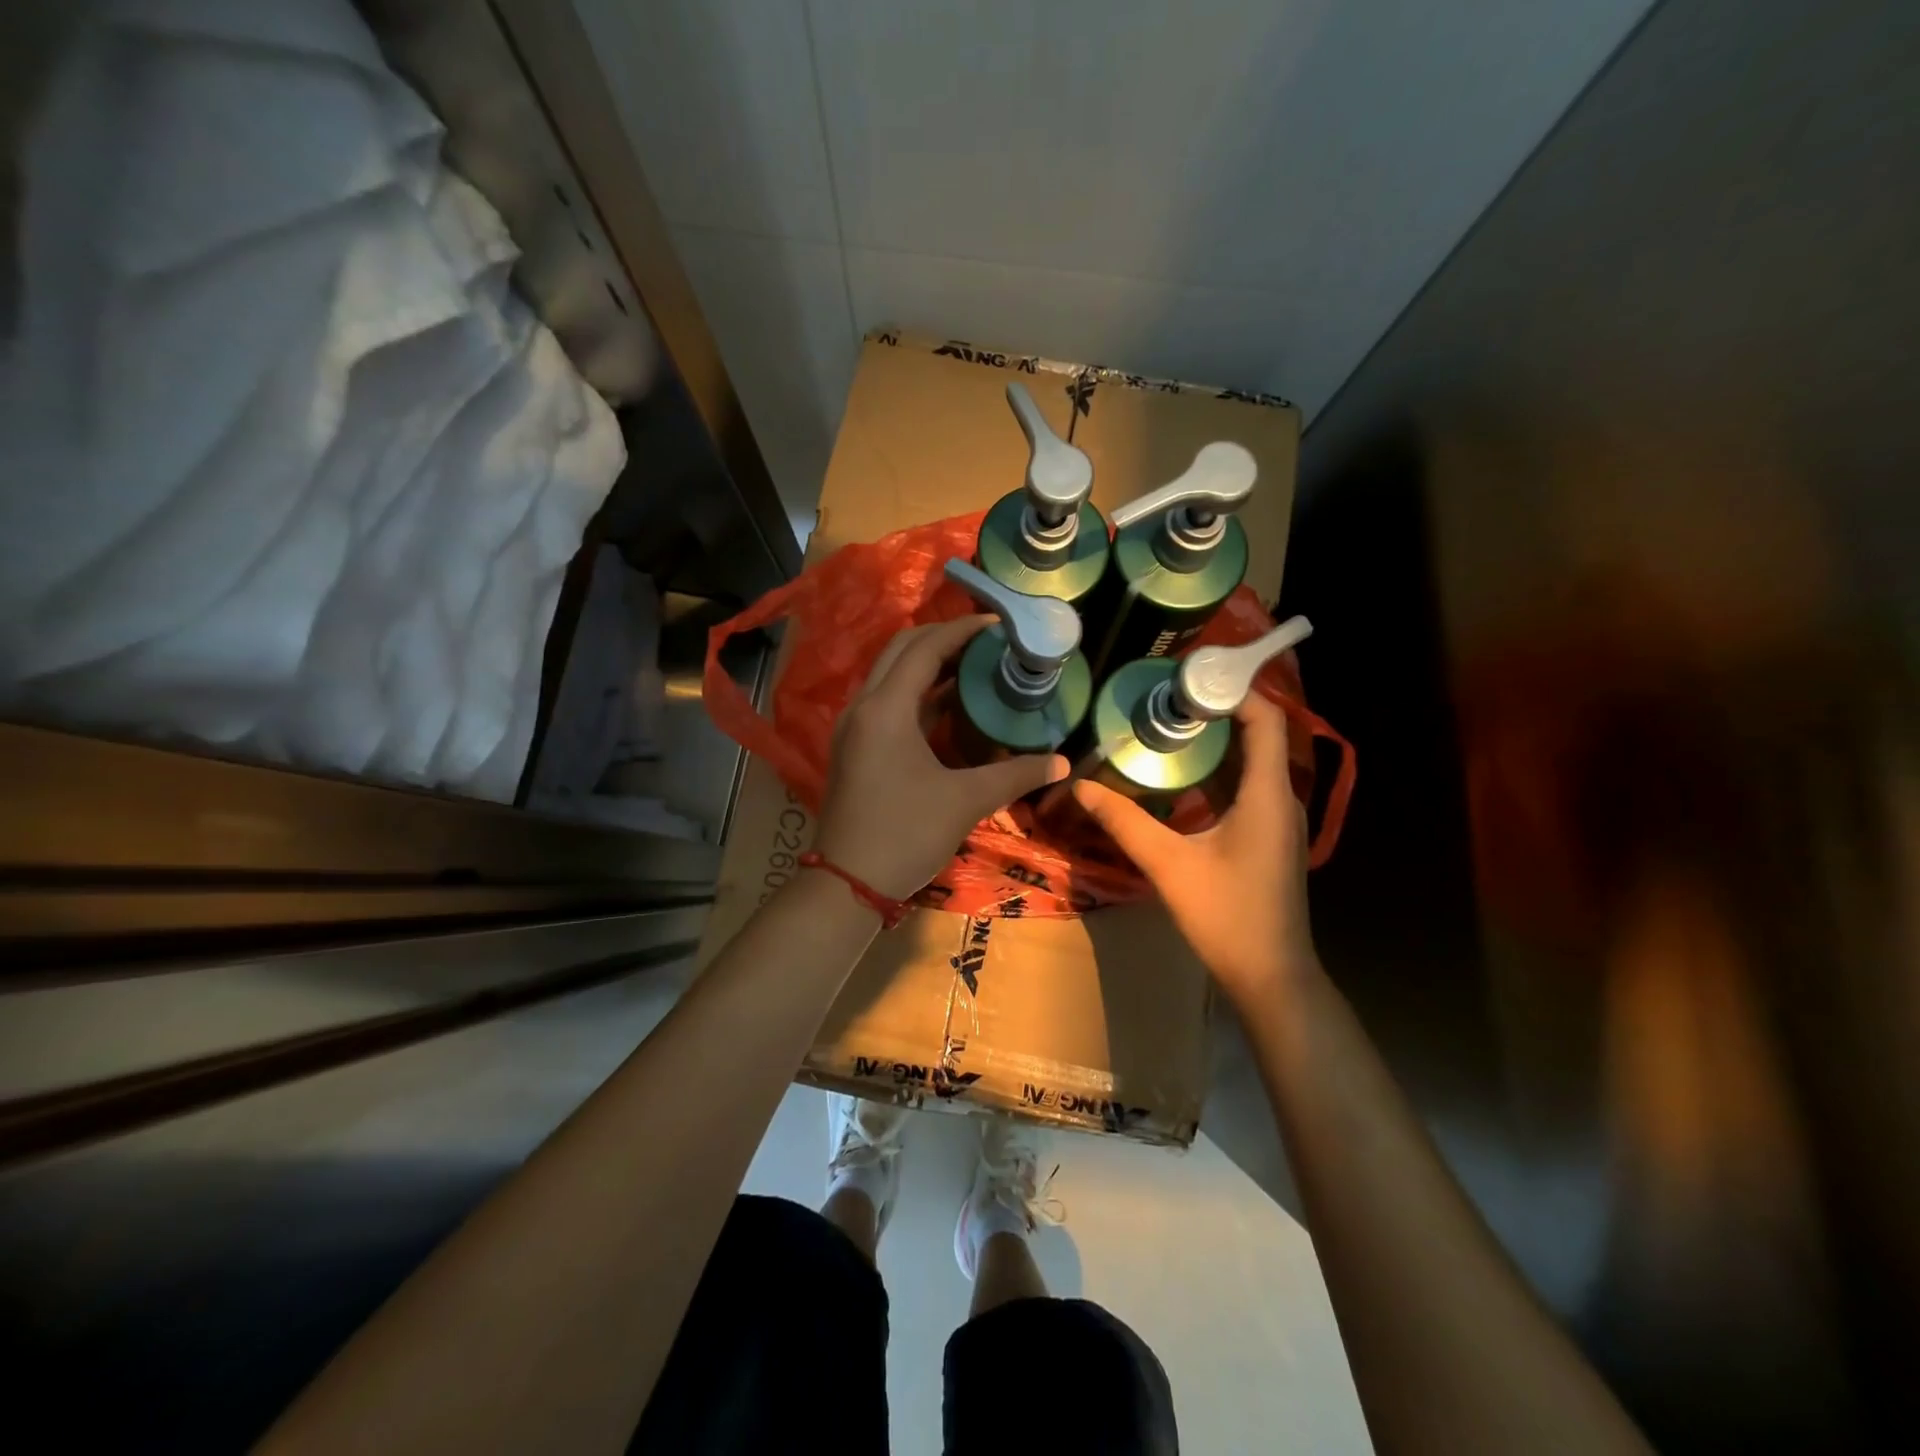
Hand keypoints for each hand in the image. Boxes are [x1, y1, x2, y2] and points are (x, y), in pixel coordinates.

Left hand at [814, 616, 1068, 899]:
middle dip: (943, 639)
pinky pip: (887, 702)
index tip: (998, 624)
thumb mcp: (966, 801)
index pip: (925, 648)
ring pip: (890, 676)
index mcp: (886, 708)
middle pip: (901, 651)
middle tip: (987, 642)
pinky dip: (917, 694)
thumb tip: (1062, 763)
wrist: (847, 885)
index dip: (962, 630)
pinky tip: (950, 706)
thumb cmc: (905, 834)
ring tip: (974, 667)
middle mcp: (863, 707)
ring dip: (928, 665)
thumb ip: (1016, 774)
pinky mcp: (854, 748)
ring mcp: (853, 728)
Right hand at [1073, 692, 1316, 1008]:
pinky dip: (1215, 771)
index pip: (1265, 718)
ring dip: (1213, 741)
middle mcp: (1278, 797)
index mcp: (1266, 793)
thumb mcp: (1168, 865)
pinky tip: (1178, 775)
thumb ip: (1125, 821)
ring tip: (1165, 724)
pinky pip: (1244, 787)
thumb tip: (1082, 785)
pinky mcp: (1267, 837)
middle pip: (1256, 733)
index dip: (1232, 689)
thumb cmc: (1227, 916)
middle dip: (1213, 710)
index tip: (1187, 677)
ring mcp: (1276, 819)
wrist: (1271, 976)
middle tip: (1163, 697)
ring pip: (1249, 761)